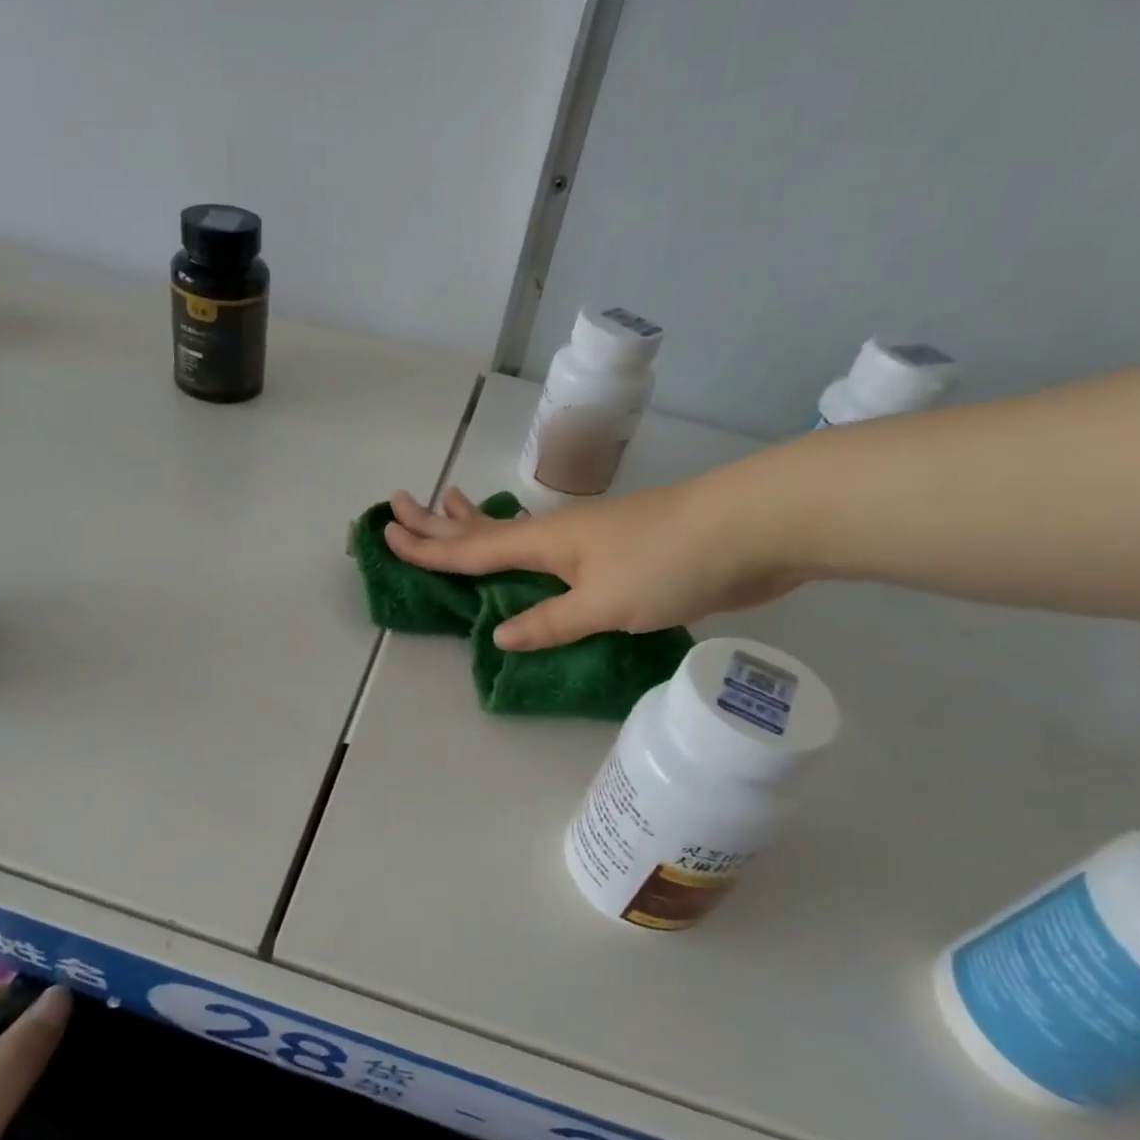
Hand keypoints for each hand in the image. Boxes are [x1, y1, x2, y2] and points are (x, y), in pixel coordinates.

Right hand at [384, 476, 804, 650]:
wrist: (752, 528)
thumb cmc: (670, 562)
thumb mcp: (603, 603)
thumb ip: (550, 620)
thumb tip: (501, 635)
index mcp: (546, 542)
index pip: (470, 548)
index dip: (427, 546)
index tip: (387, 532)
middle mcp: (558, 535)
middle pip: (484, 529)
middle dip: (439, 521)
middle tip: (400, 504)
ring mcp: (588, 539)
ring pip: (517, 533)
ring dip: (477, 523)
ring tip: (449, 504)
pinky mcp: (616, 552)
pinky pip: (549, 551)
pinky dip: (521, 547)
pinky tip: (527, 550)